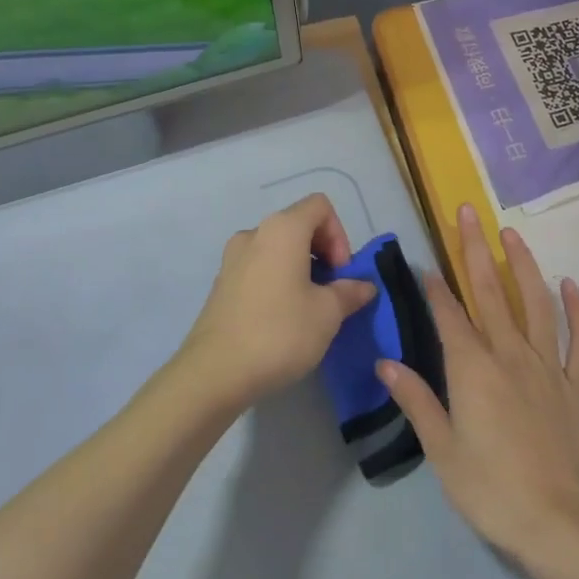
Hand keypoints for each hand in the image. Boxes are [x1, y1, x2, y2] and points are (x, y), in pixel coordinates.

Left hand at [180, 194, 377, 409]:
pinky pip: (259, 268)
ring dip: (300, 269)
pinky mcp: (222, 284)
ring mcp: (233, 258)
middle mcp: (255, 233)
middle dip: (322, 253)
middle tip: (331, 292)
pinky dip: (277, 281)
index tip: (341, 273)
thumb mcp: (327, 314)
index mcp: (282, 229)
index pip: (320, 206)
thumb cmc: (279, 332)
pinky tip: (282, 319)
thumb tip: (364, 286)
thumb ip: (350, 292)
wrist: (215, 373)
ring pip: (278, 249)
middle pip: (299, 225)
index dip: (339, 235)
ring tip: (309, 308)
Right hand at [378, 204, 578, 562]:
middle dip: (474, 249)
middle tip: (468, 211)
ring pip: (536, 302)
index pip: (448, 316)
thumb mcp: (443, 452)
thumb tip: (385, 362)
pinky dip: (577, 310)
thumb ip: (416, 401)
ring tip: (511, 232)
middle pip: (490, 292)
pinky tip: (569, 285)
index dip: (435, 288)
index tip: (425, 262)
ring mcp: (548, 366)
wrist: (565, 525)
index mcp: (473, 369)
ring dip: (523, 264)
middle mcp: (510, 354)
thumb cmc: (494, 491)